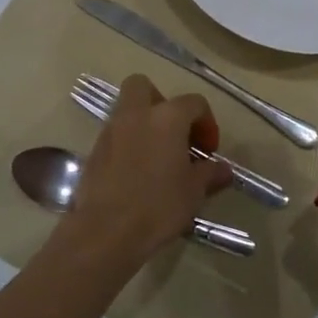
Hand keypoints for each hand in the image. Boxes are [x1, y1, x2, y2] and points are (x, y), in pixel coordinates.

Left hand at [60, 75, 230, 268]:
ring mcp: (110, 132)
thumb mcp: (194, 191)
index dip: (206, 123)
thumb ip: (210, 173)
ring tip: (158, 158)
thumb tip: (223, 169)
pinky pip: (115, 136)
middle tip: (175, 133)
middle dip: (161, 103)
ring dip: (144, 125)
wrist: (106, 231)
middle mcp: (135, 115)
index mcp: (166, 118)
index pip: (194, 103)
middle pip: (144, 86)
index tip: (208, 151)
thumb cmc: (158, 205)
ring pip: (127, 111)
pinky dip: (128, 145)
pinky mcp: (94, 152)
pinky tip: (138, 174)